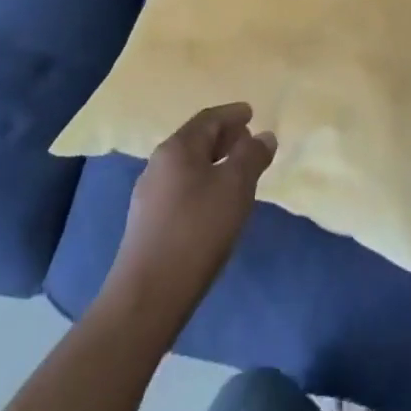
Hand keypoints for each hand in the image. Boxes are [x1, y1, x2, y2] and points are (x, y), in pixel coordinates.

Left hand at [101, 103, 276, 331]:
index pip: (208, 119)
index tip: (251, 113)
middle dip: (223, 137)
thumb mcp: (235, 187)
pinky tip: (214, 204)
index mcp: (177, 148)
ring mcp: (149, 195)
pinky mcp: (147, 224)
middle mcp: (158, 164)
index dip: (232, 114)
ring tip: (236, 173)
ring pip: (187, 166)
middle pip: (195, 140)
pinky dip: (202, 184)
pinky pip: (181, 189)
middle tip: (247, 140)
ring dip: (213, 162)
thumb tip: (264, 135)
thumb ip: (252, 156)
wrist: (146, 298)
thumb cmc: (196, 231)